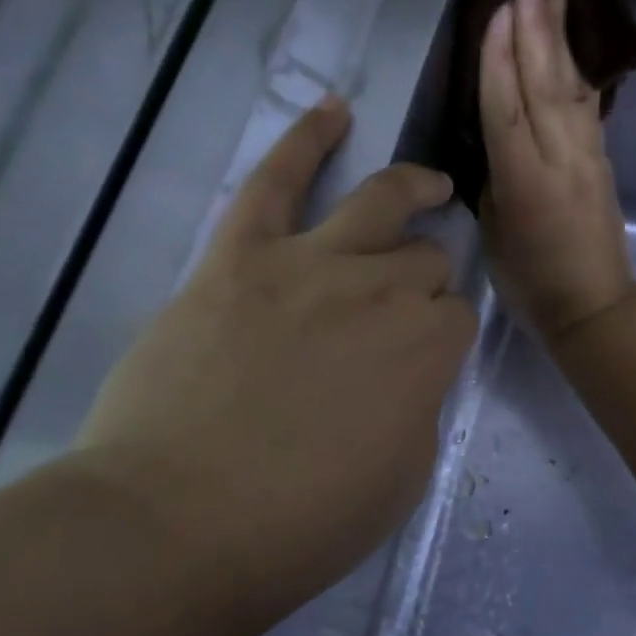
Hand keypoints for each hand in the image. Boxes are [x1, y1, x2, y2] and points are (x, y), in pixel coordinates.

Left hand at [74, 99, 476, 634]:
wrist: (175, 525)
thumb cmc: (301, 522)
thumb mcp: (402, 478)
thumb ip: (419, 406)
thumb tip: (407, 371)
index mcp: (428, 348)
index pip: (459, 314)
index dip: (447, 331)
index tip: (428, 354)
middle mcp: (381, 289)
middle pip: (425, 258)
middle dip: (426, 275)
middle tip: (406, 304)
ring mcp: (309, 262)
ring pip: (379, 201)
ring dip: (413, 187)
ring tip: (429, 182)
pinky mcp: (239, 257)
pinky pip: (274, 181)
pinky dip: (305, 139)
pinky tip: (332, 110)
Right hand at [480, 0, 635, 340]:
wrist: (595, 306)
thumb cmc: (531, 282)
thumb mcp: (496, 231)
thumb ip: (494, 177)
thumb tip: (498, 139)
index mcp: (525, 180)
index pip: (508, 105)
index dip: (500, 56)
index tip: (498, 9)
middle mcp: (561, 157)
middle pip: (545, 82)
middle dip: (535, 29)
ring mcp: (588, 156)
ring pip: (572, 86)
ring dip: (562, 38)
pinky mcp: (603, 160)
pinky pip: (589, 106)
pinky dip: (580, 70)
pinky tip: (575, 46)